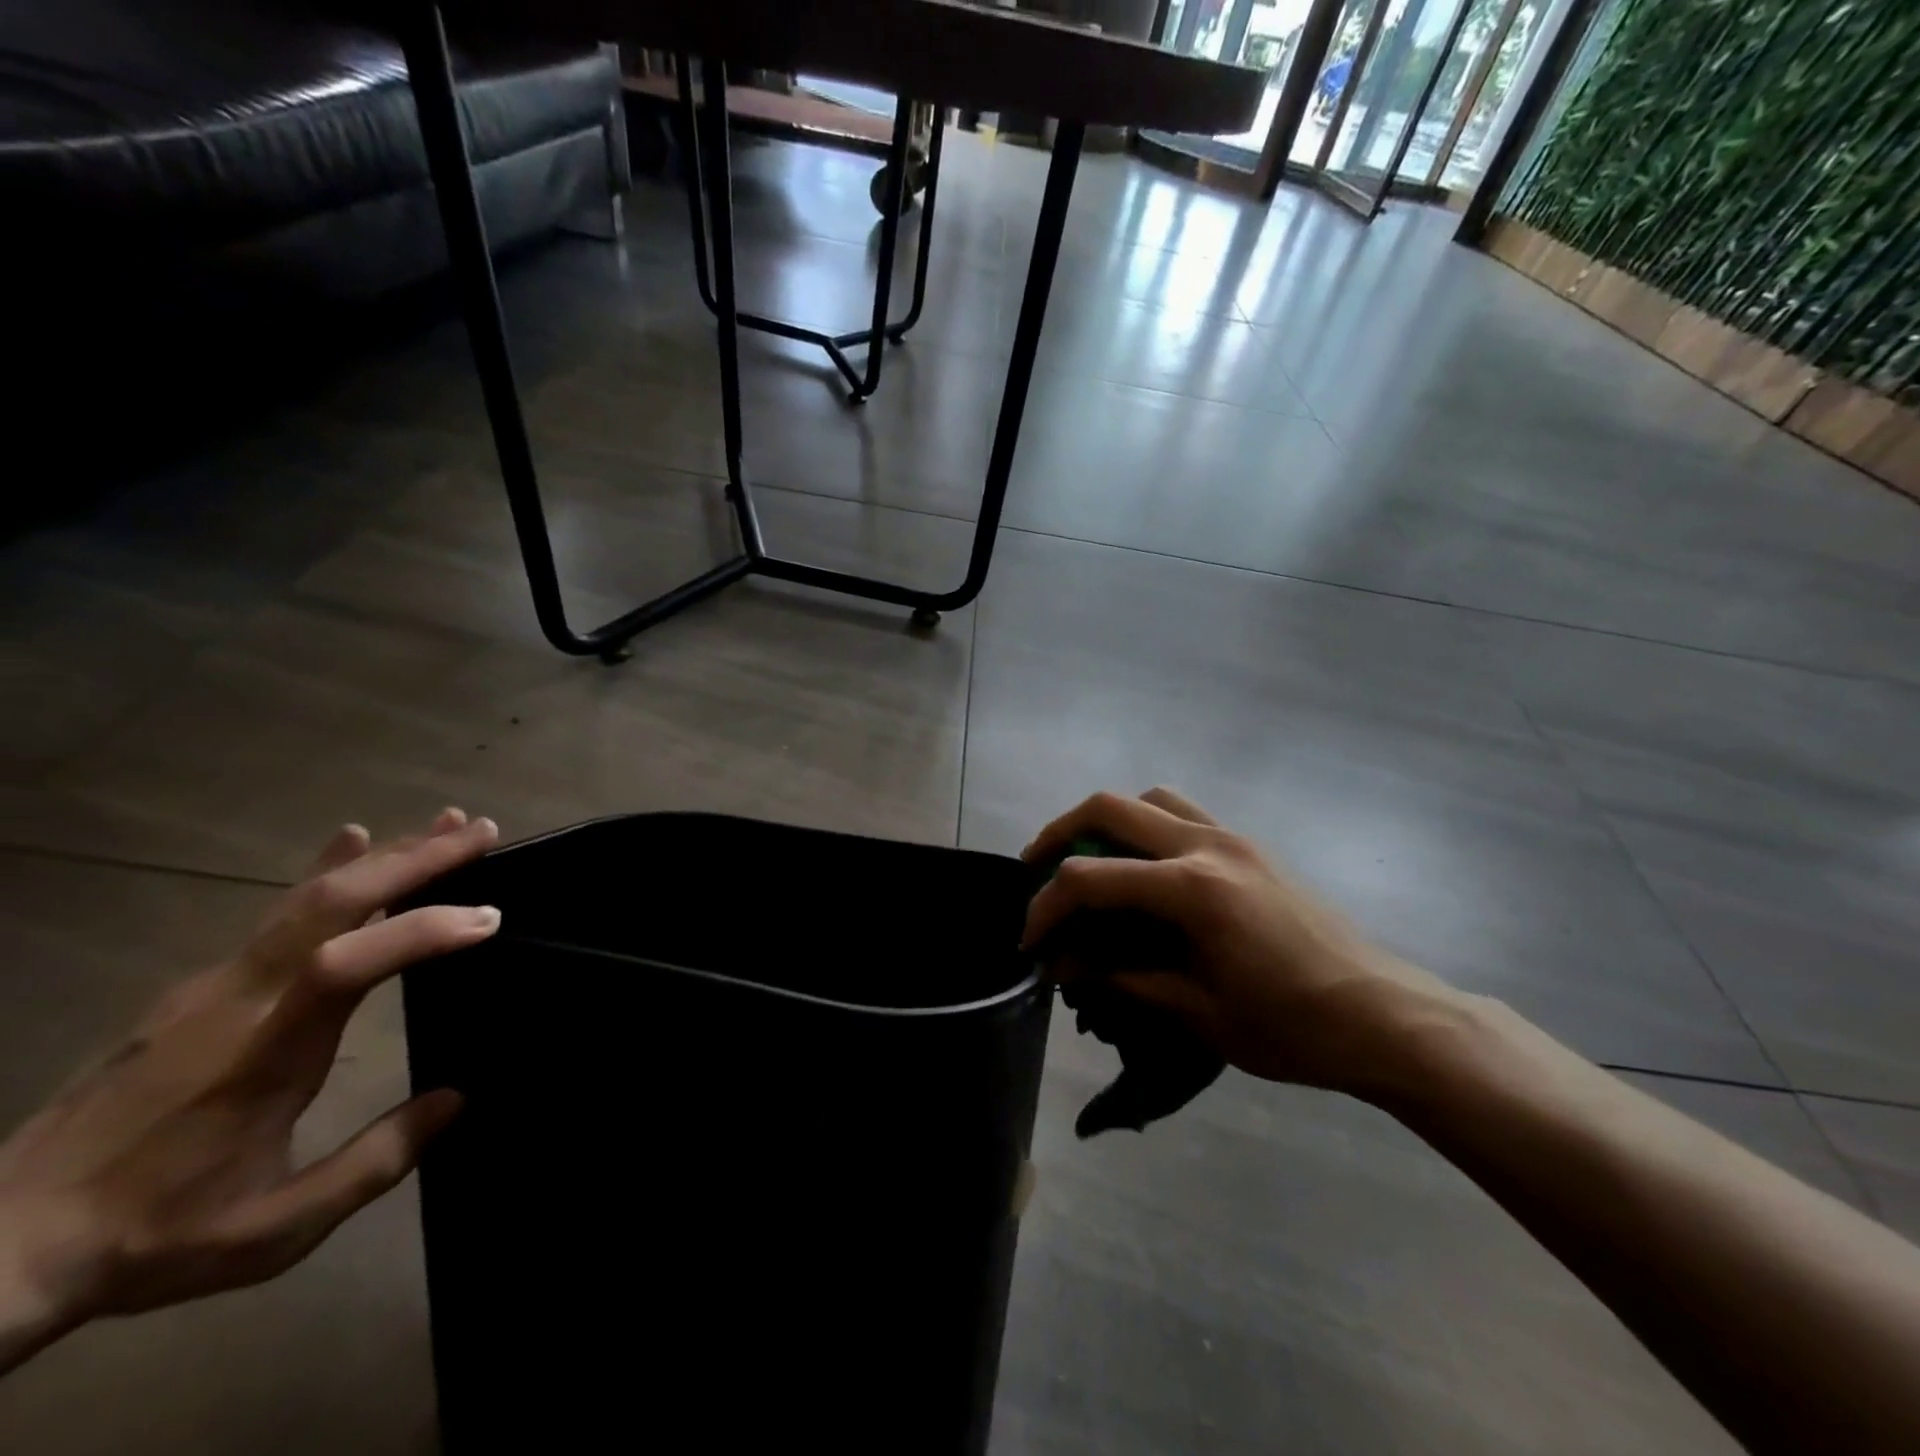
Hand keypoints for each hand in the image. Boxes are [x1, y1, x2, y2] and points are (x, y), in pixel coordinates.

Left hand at [0, 809, 500, 1372]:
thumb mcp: (274, 1229)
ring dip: (384, 854)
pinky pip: (277, 913)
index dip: (422, 930)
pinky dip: (329, 869)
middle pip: (331, 904)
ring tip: (446, 824)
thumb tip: (458, 1098)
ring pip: (307, 897)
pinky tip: (352, 843)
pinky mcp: (201, 985)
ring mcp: (212, 985)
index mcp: (262, 1055)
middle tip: (483, 831)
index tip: (489, 918)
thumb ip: (374, 1161)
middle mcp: (237, 1000)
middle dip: (415, 859)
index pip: (346, 966)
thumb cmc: (153, 1235)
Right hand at [1022, 789, 1453, 1094]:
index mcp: (1191, 889)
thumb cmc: (1292, 1026)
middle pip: (1108, 808)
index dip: (1046, 908)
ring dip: (1106, 821)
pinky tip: (1145, 869)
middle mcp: (1206, 845)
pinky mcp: (1248, 845)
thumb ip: (1122, 978)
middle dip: (1058, 835)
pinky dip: (1147, 825)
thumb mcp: (1197, 1012)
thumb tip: (1063, 965)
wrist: (1384, 1016)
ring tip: (1089, 860)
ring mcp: (1231, 837)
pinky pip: (1183, 812)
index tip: (1030, 942)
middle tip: (1036, 871)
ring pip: (1148, 798)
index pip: (1090, 880)